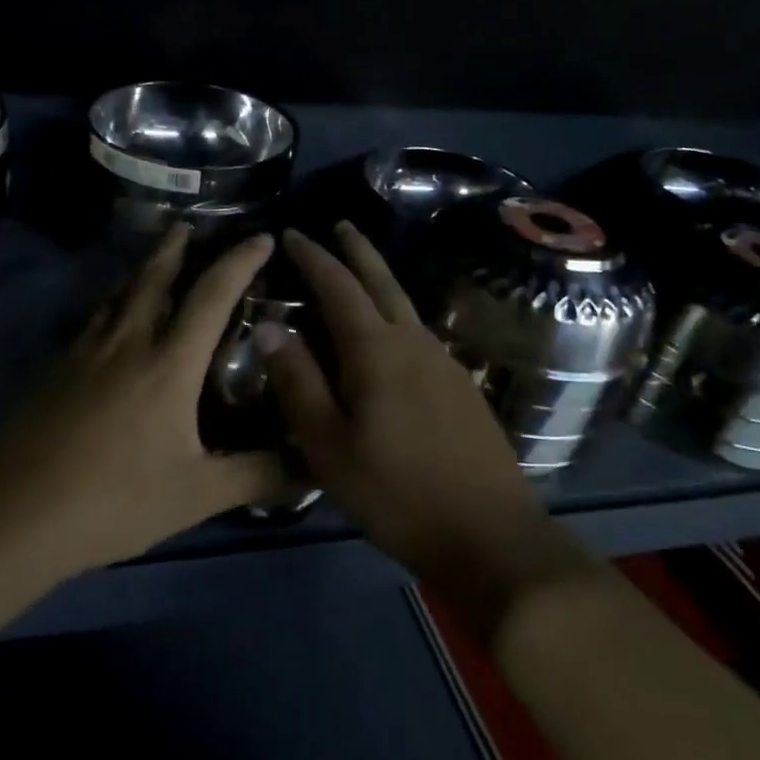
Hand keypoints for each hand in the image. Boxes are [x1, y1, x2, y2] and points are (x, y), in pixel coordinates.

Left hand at [0, 225, 285, 600]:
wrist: (19, 515)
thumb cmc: (116, 501)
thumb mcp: (199, 494)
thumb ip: (260, 475)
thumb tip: (315, 466)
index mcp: (169, 364)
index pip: (212, 296)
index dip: (240, 262)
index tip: (262, 238)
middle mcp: (128, 343)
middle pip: (154, 277)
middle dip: (176, 246)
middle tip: (190, 225)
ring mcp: (86, 352)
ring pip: (119, 293)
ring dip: (142, 268)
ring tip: (155, 256)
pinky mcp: (57, 368)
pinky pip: (94, 317)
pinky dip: (113, 300)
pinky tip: (111, 316)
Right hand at [260, 224, 591, 630]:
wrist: (490, 535)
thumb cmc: (396, 493)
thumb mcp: (329, 444)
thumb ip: (298, 382)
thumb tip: (269, 325)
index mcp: (377, 350)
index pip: (338, 287)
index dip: (313, 257)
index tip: (290, 233)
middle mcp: (414, 342)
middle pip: (382, 281)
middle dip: (357, 250)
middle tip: (339, 225)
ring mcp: (445, 363)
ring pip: (405, 305)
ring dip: (379, 279)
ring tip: (359, 270)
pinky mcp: (461, 387)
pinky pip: (419, 332)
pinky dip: (396, 314)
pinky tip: (390, 333)